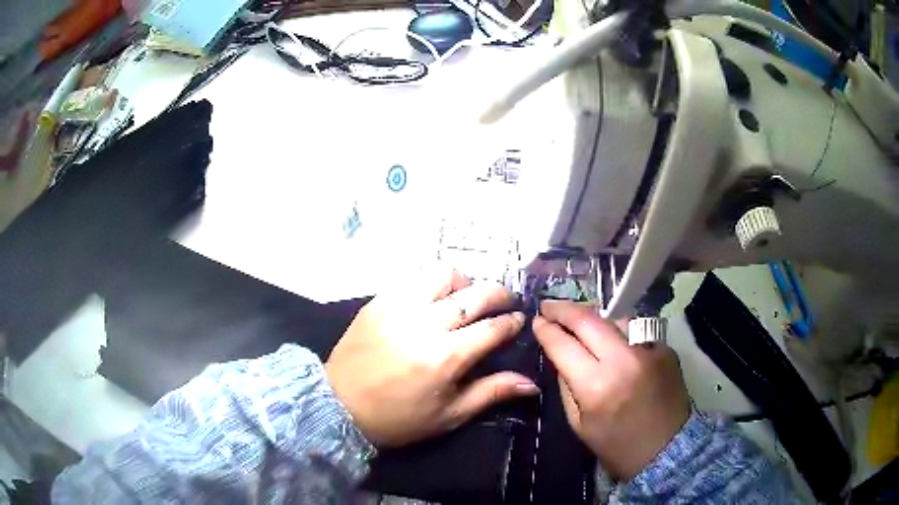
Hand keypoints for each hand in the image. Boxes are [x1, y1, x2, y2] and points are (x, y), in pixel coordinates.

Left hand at [326, 270, 539, 447]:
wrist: (340, 406)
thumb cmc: (398, 418)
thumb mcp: (449, 415)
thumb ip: (492, 392)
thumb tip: (531, 382)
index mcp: (446, 356)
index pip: (493, 327)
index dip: (512, 322)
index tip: (518, 321)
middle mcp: (425, 323)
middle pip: (475, 293)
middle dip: (498, 294)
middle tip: (503, 302)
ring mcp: (399, 307)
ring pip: (443, 274)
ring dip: (464, 282)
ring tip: (466, 296)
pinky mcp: (378, 300)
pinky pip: (413, 278)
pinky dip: (432, 283)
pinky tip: (434, 298)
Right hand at [533, 301, 689, 479]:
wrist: (666, 448)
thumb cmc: (616, 444)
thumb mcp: (579, 423)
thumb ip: (566, 386)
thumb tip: (559, 356)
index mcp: (596, 386)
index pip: (563, 345)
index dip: (546, 329)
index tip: (537, 321)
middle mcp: (623, 359)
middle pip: (588, 320)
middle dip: (564, 309)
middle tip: (549, 305)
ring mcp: (648, 349)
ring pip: (614, 319)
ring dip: (594, 318)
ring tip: (581, 322)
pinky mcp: (665, 348)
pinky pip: (635, 330)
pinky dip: (620, 332)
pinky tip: (614, 341)